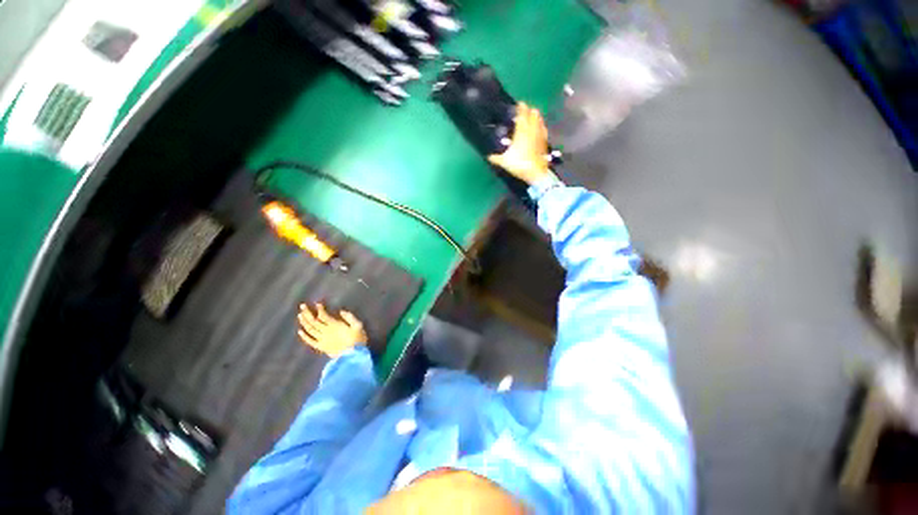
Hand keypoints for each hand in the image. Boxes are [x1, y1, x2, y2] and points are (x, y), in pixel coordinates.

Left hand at [297, 303, 366, 356]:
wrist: (353, 356)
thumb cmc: (357, 339)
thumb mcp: (358, 325)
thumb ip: (350, 317)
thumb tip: (341, 311)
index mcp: (335, 325)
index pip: (324, 315)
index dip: (319, 309)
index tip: (317, 303)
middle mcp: (325, 331)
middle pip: (314, 321)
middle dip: (308, 313)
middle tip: (302, 306)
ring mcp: (321, 340)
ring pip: (310, 330)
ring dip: (304, 322)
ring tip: (300, 315)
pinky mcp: (320, 347)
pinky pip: (310, 341)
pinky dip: (304, 336)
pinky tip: (300, 331)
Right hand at [487, 102, 550, 184]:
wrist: (536, 173)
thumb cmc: (520, 164)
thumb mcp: (504, 162)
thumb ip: (495, 158)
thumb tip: (487, 156)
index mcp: (522, 132)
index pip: (522, 115)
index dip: (521, 108)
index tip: (520, 103)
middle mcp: (532, 131)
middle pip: (533, 115)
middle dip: (529, 111)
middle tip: (525, 109)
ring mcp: (540, 136)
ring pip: (539, 121)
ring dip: (536, 117)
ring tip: (533, 115)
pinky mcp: (544, 142)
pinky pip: (543, 130)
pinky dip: (541, 126)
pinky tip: (540, 127)